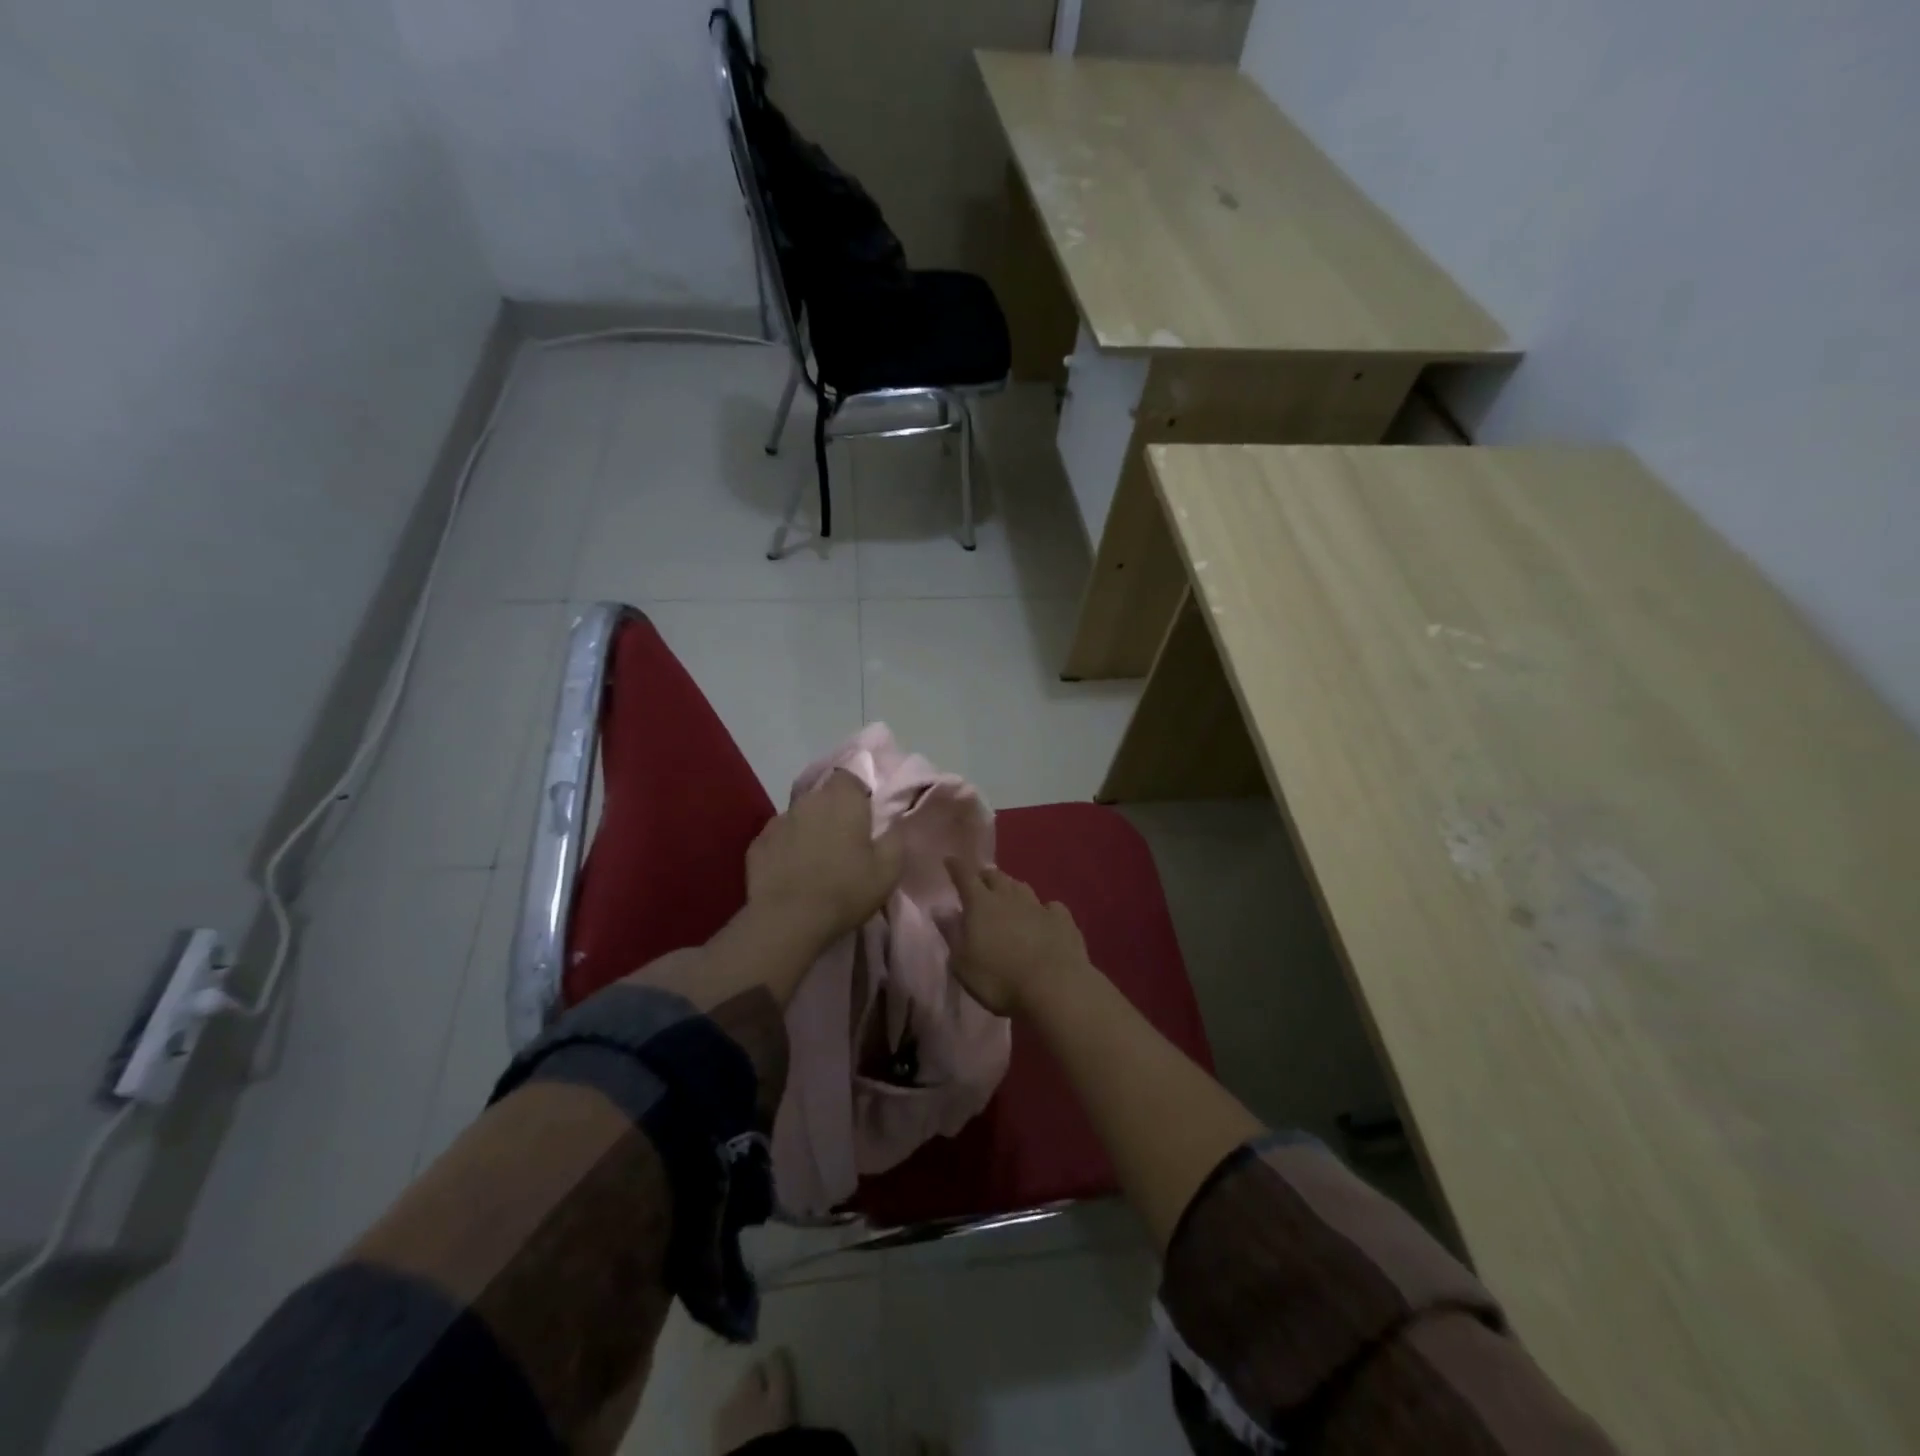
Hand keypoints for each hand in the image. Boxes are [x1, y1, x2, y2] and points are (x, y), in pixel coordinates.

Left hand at [747, 771, 902, 945]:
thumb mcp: (889, 870)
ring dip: (809, 829)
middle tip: (845, 840)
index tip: (866, 817)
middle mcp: (808, 801)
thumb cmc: (846, 890)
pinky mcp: (757, 844)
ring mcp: (778, 821)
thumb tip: (894, 822)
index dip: (859, 794)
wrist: (788, 920)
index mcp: (843, 799)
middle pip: (823, 795)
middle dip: (834, 811)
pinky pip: (778, 838)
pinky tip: (792, 871)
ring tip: (817, 858)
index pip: (850, 777)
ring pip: (800, 816)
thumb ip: (896, 838)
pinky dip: (786, 848)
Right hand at [941, 859, 1090, 1015]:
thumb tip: (941, 909)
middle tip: (980, 880)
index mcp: (981, 904)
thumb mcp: (963, 963)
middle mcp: (1009, 897)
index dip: (956, 867)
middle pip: (995, 877)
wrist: (1054, 987)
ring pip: (1022, 887)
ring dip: (1012, 888)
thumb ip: (952, 934)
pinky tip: (1045, 916)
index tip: (950, 860)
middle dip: (985, 876)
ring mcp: (1038, 906)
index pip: (965, 876)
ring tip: (1008, 894)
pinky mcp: (1063, 920)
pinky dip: (1044, 909)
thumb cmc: (999, 979)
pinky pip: (1051, 906)